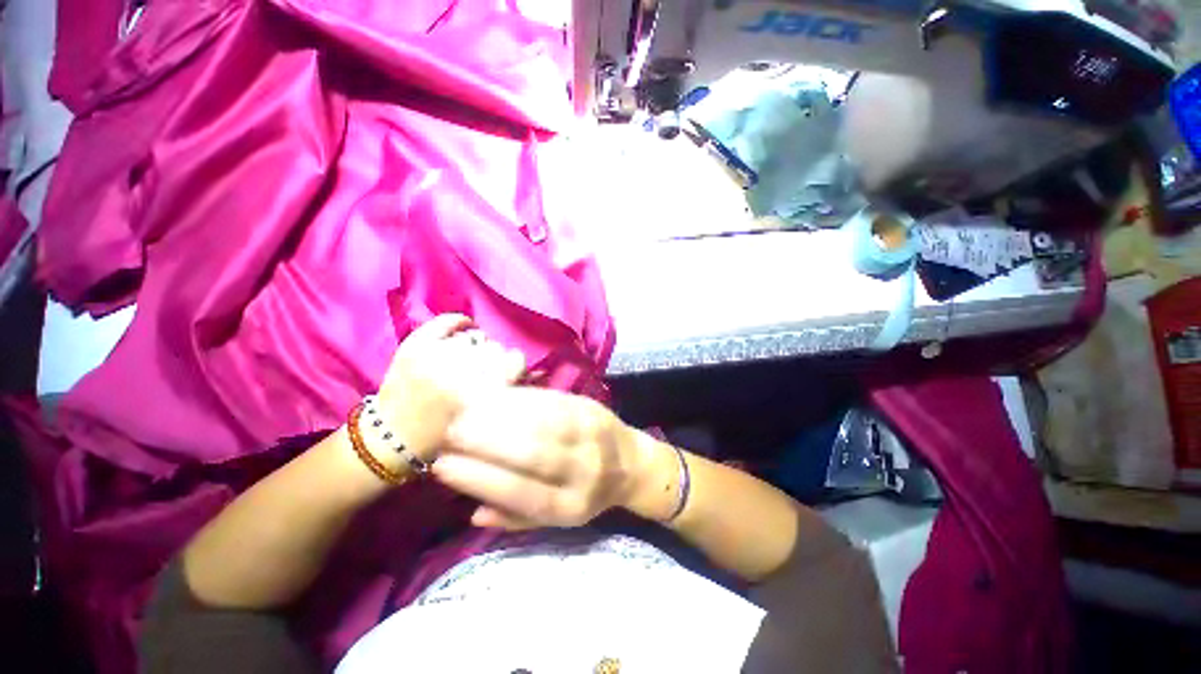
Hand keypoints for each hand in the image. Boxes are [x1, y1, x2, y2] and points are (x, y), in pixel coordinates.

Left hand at [376, 314, 525, 461]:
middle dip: (495, 360)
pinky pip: (445, 321)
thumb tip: (539, 371)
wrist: (391, 441)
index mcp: (481, 395)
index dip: (515, 367)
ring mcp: (433, 356)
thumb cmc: (447, 439)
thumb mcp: (489, 423)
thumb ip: (516, 395)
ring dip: (476, 349)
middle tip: (486, 372)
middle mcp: (459, 372)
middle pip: (496, 348)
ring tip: (467, 361)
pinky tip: (463, 328)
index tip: (509, 375)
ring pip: (475, 337)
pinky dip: (457, 322)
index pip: (516, 359)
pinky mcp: (413, 347)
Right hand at [432, 387, 640, 529]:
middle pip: (533, 452)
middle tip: (449, 430)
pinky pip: (551, 401)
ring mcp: (590, 433)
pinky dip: (521, 398)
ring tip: (465, 410)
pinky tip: (496, 395)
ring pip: (541, 421)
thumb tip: (473, 514)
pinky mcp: (590, 406)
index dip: (481, 480)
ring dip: (500, 414)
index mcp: (573, 505)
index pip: (523, 493)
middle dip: (486, 441)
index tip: (442, 466)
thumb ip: (517, 518)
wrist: (631, 462)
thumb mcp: (558, 519)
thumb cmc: (588, 494)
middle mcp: (585, 468)